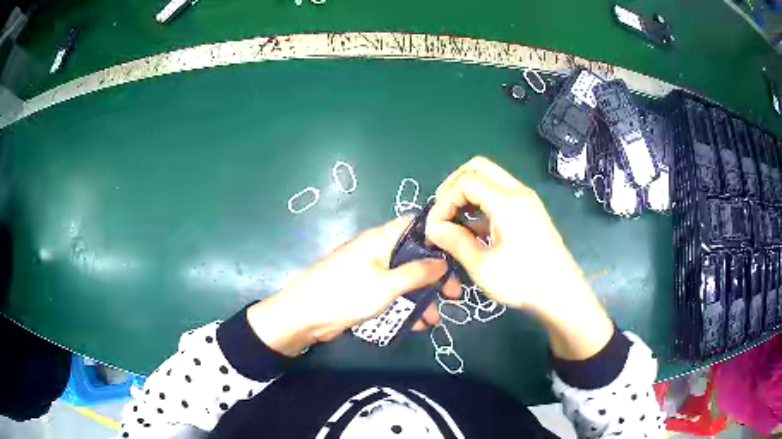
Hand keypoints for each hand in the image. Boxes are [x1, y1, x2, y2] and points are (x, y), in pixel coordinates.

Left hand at [247, 217, 460, 355]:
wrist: (305, 316)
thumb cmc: (347, 293)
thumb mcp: (387, 284)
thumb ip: (417, 273)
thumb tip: (442, 261)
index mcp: (381, 239)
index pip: (415, 225)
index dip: (437, 235)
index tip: (458, 254)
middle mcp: (378, 251)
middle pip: (414, 256)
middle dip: (435, 275)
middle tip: (454, 295)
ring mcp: (371, 272)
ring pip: (405, 279)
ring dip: (422, 297)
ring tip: (437, 318)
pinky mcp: (365, 291)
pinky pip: (392, 294)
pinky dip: (405, 306)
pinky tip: (419, 324)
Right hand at [425, 156, 612, 359]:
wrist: (562, 294)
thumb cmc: (523, 281)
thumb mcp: (482, 266)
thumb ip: (454, 241)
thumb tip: (433, 228)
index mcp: (507, 201)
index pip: (465, 181)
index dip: (443, 201)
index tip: (435, 228)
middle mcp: (518, 192)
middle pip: (478, 168)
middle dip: (453, 186)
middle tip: (443, 213)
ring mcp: (526, 200)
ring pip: (490, 179)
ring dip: (468, 194)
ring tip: (455, 224)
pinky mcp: (530, 211)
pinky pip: (500, 195)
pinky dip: (482, 204)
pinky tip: (475, 231)